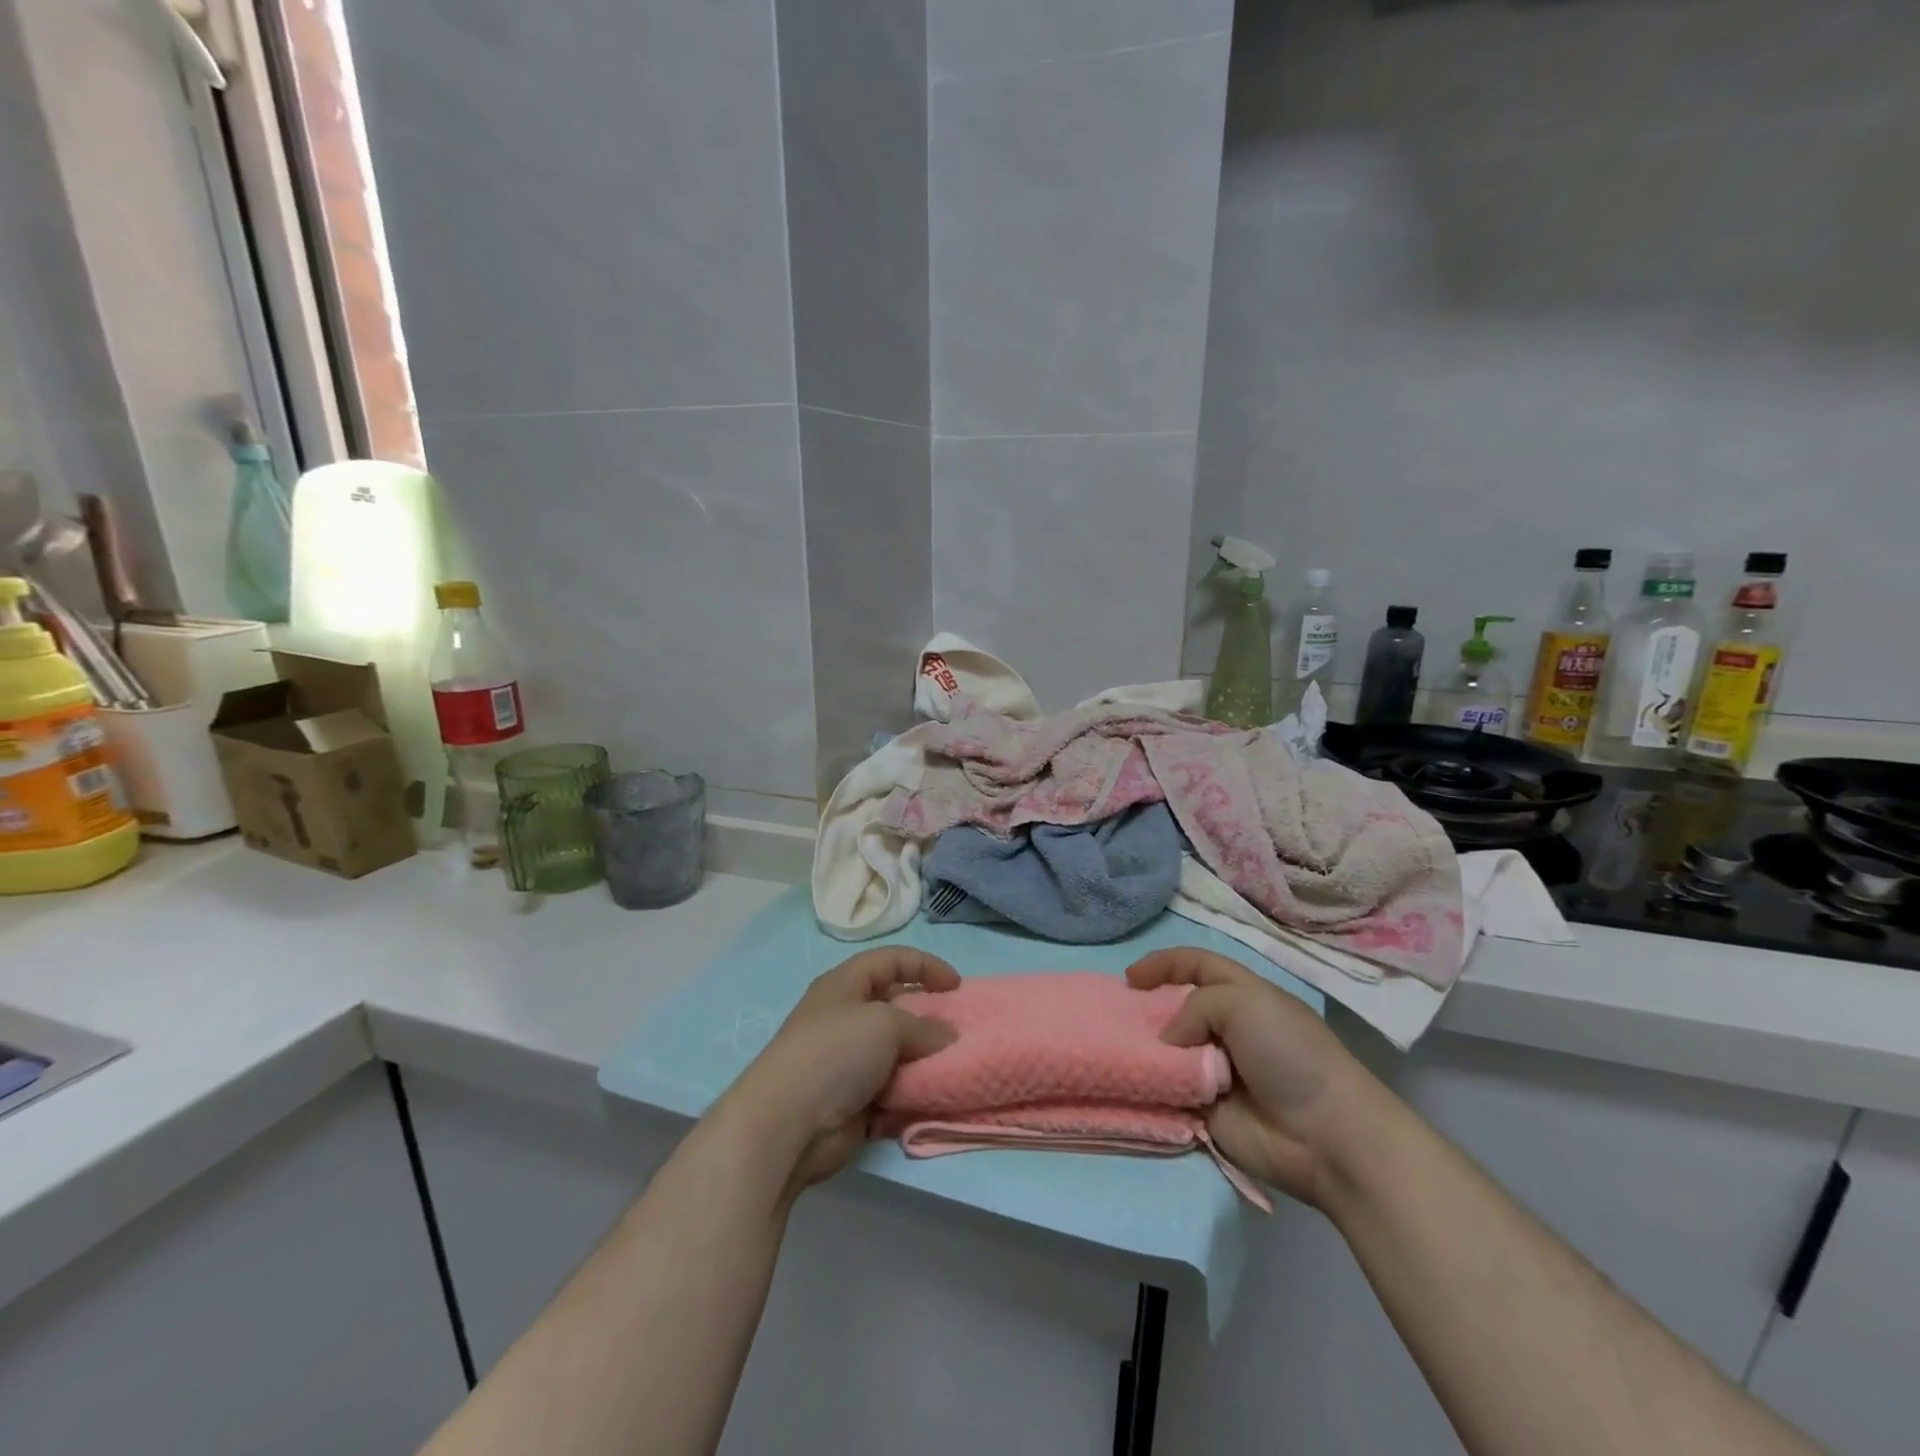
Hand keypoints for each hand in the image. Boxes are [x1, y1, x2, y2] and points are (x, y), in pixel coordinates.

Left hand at [720, 948, 959, 1195]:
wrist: (787, 1124)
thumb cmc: (834, 1054)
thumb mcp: (886, 1024)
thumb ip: (923, 1027)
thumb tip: (947, 1037)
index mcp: (845, 984)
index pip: (891, 960)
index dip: (925, 966)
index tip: (957, 986)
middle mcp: (845, 1017)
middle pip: (895, 1006)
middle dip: (928, 1016)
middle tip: (958, 1030)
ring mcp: (848, 1061)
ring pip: (897, 1051)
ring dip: (924, 1058)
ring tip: (953, 1065)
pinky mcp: (853, 1099)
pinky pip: (893, 1088)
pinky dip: (913, 1091)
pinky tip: (935, 1096)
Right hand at [1128, 947, 1377, 1208]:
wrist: (1325, 1136)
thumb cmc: (1289, 1055)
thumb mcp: (1244, 1002)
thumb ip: (1194, 1006)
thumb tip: (1169, 1042)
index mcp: (1243, 996)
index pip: (1197, 965)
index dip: (1164, 964)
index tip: (1130, 978)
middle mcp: (1227, 1029)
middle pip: (1177, 1008)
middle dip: (1148, 1009)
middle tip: (1118, 1016)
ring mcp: (1215, 1071)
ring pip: (1168, 1051)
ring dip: (1146, 1049)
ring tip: (1118, 1048)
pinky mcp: (1206, 1110)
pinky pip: (1169, 1091)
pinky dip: (1152, 1085)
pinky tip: (1131, 1080)